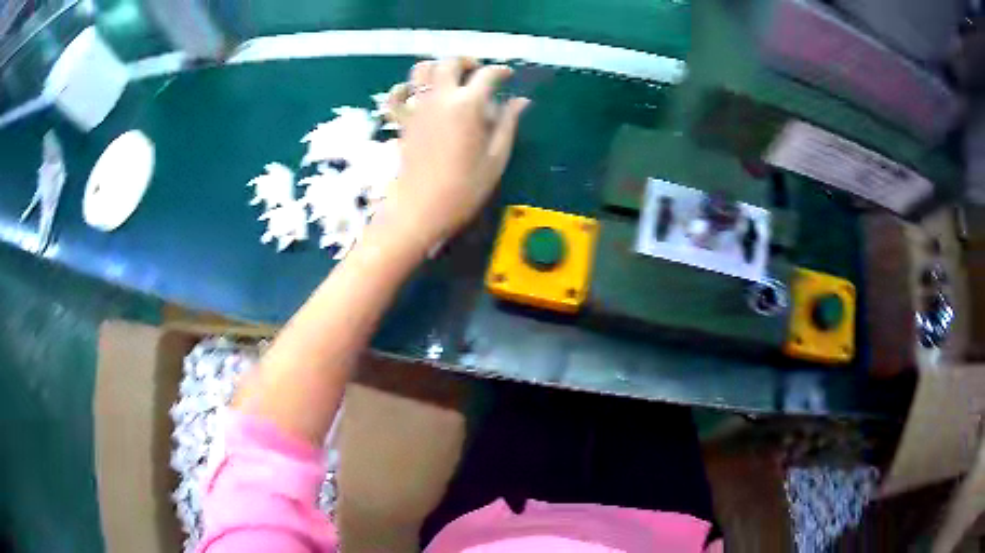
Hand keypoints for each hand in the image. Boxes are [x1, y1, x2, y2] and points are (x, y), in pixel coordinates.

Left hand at [374, 58, 529, 253]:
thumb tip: (521, 101)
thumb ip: (508, 124)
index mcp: (468, 105)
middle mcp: (440, 97)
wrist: (421, 209)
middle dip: (467, 62)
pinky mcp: (402, 121)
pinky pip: (395, 96)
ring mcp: (417, 107)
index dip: (501, 72)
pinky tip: (415, 93)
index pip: (487, 75)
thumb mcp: (496, 158)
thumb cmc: (464, 188)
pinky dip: (404, 88)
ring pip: (421, 70)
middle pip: (450, 62)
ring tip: (450, 79)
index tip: (508, 76)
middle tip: (478, 73)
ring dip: (437, 68)